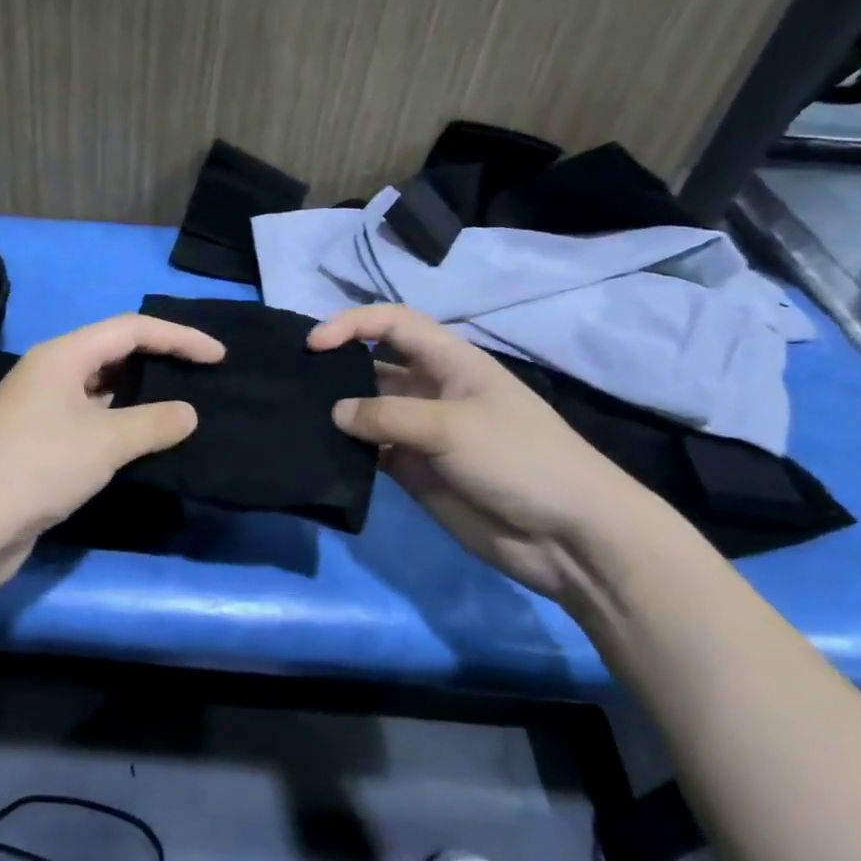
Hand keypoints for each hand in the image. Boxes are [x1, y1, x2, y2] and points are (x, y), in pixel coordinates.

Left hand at [0, 314, 224, 587]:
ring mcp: (40, 408)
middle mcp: (49, 373)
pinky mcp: (38, 442)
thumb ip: (154, 422)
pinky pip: (90, 419)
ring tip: (180, 407)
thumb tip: (189, 414)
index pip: (131, 329)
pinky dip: (120, 424)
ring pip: (101, 389)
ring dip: (139, 395)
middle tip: (200, 377)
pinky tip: (142, 441)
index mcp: (62, 355)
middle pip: (113, 352)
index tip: (218, 356)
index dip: (179, 337)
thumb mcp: (105, 441)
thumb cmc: (39, 467)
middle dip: (159, 360)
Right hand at [308, 304, 654, 602]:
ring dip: (337, 411)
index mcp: (450, 362)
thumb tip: (334, 412)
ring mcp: (421, 432)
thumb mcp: (452, 426)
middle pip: (374, 364)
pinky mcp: (414, 471)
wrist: (568, 537)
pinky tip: (318, 452)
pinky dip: (346, 450)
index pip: (393, 324)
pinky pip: (371, 451)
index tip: (314, 345)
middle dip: (336, 365)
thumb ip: (387, 415)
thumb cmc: (519, 460)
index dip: (352, 324)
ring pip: (367, 410)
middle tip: (291, 378)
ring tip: (293, 415)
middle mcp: (431, 390)